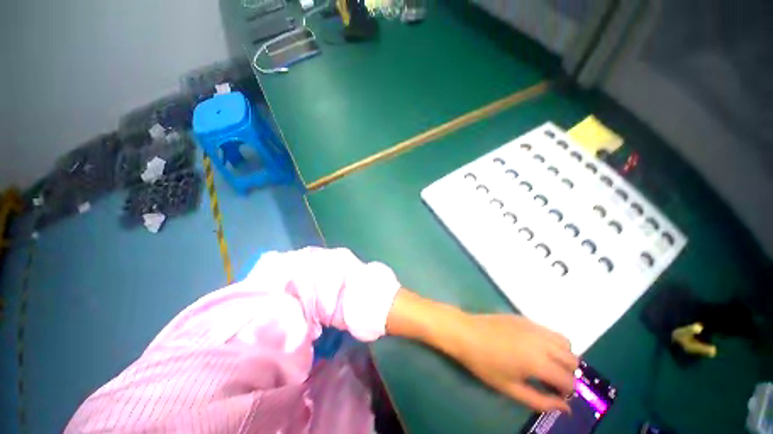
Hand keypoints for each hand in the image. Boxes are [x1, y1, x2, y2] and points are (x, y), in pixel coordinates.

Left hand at [442, 313, 577, 411]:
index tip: (555, 394)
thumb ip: (540, 401)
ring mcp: (533, 326)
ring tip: (546, 364)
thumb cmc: (484, 363)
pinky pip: (548, 330)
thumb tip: (565, 407)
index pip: (569, 380)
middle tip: (551, 380)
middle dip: (568, 373)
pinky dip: (551, 341)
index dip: (567, 392)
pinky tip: (535, 348)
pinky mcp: (524, 318)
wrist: (465, 332)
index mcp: (538, 361)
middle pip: (573, 359)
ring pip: (564, 341)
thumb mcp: (510, 388)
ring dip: (563, 355)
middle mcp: (541, 341)